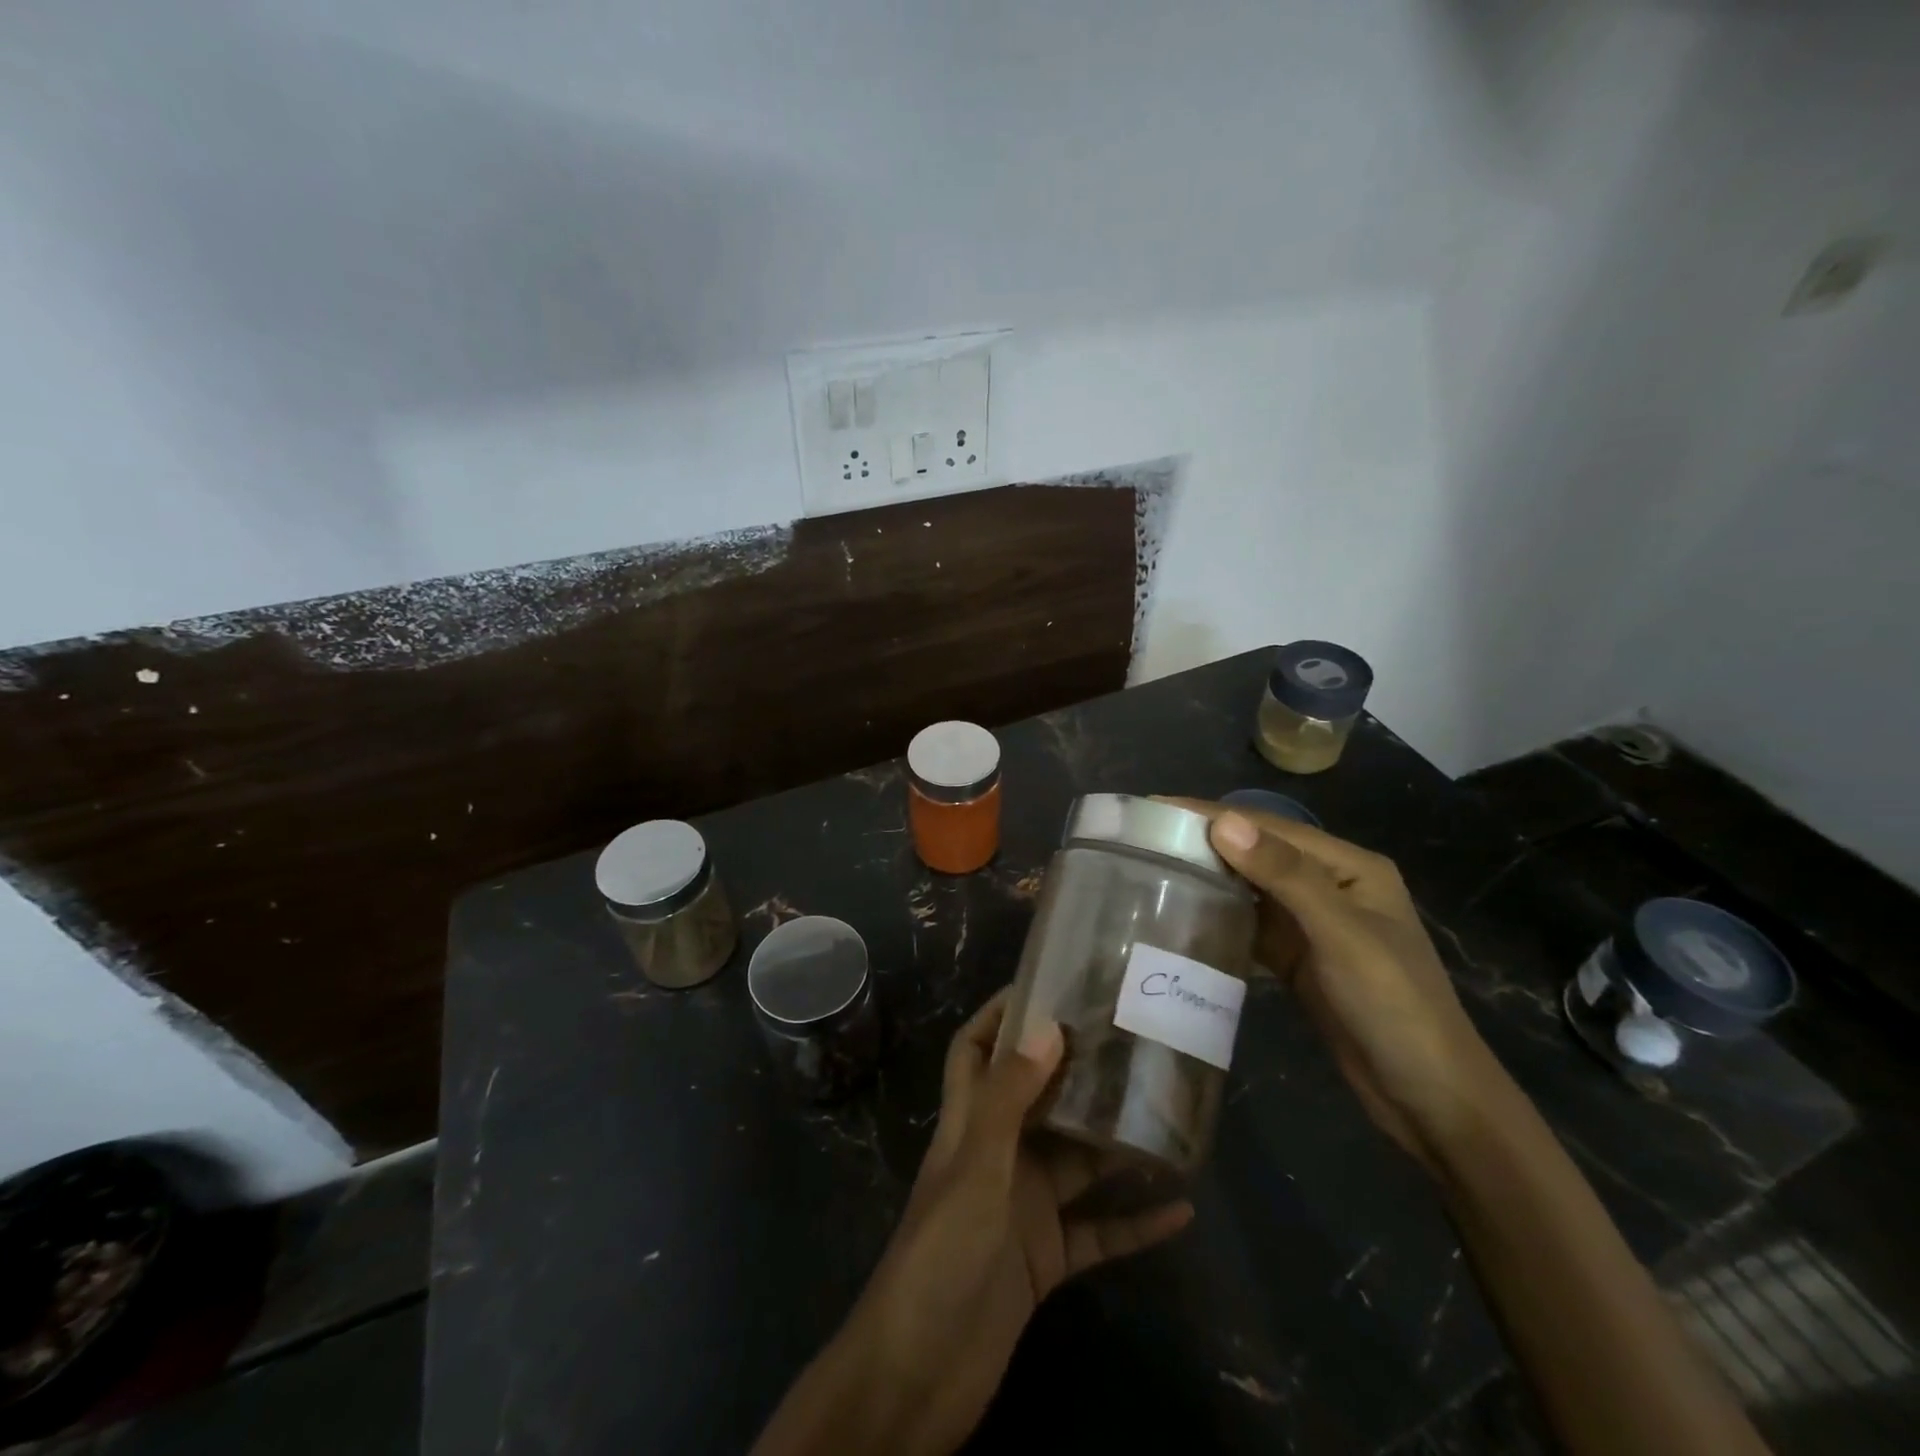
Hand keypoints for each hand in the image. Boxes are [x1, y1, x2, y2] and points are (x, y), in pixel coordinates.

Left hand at [753, 991, 1192, 1455]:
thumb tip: (1048, 1026)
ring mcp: (1023, 1207)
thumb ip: (1010, 1098)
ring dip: (1115, 1142)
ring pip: (1077, 1161)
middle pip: (1038, 1098)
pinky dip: (1135, 1222)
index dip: (1000, 1013)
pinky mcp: (1047, 1260)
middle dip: (1074, 1068)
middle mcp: (998, 1154)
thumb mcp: (977, 1167)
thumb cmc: (941, 1253)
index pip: (975, 1049)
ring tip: (1166, 1110)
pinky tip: (1181, 1209)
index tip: (1046, 983)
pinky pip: (1099, 1231)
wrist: (919, 1373)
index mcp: (969, 1123)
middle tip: (1128, 1037)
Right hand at [1164, 800, 1515, 1174]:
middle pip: (1257, 853)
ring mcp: (1313, 924)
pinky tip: (1184, 914)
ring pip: (1250, 888)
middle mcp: (1330, 886)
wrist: (1429, 1099)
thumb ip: (1285, 876)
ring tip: (1151, 866)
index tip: (1155, 805)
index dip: (1213, 814)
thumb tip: (1224, 822)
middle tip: (1142, 835)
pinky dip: (1220, 916)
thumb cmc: (1395, 1006)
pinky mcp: (1298, 958)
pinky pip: (1251, 925)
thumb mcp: (1342, 935)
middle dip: (1204, 840)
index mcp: (1349, 867)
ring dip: (1208, 876)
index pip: (1270, 828)